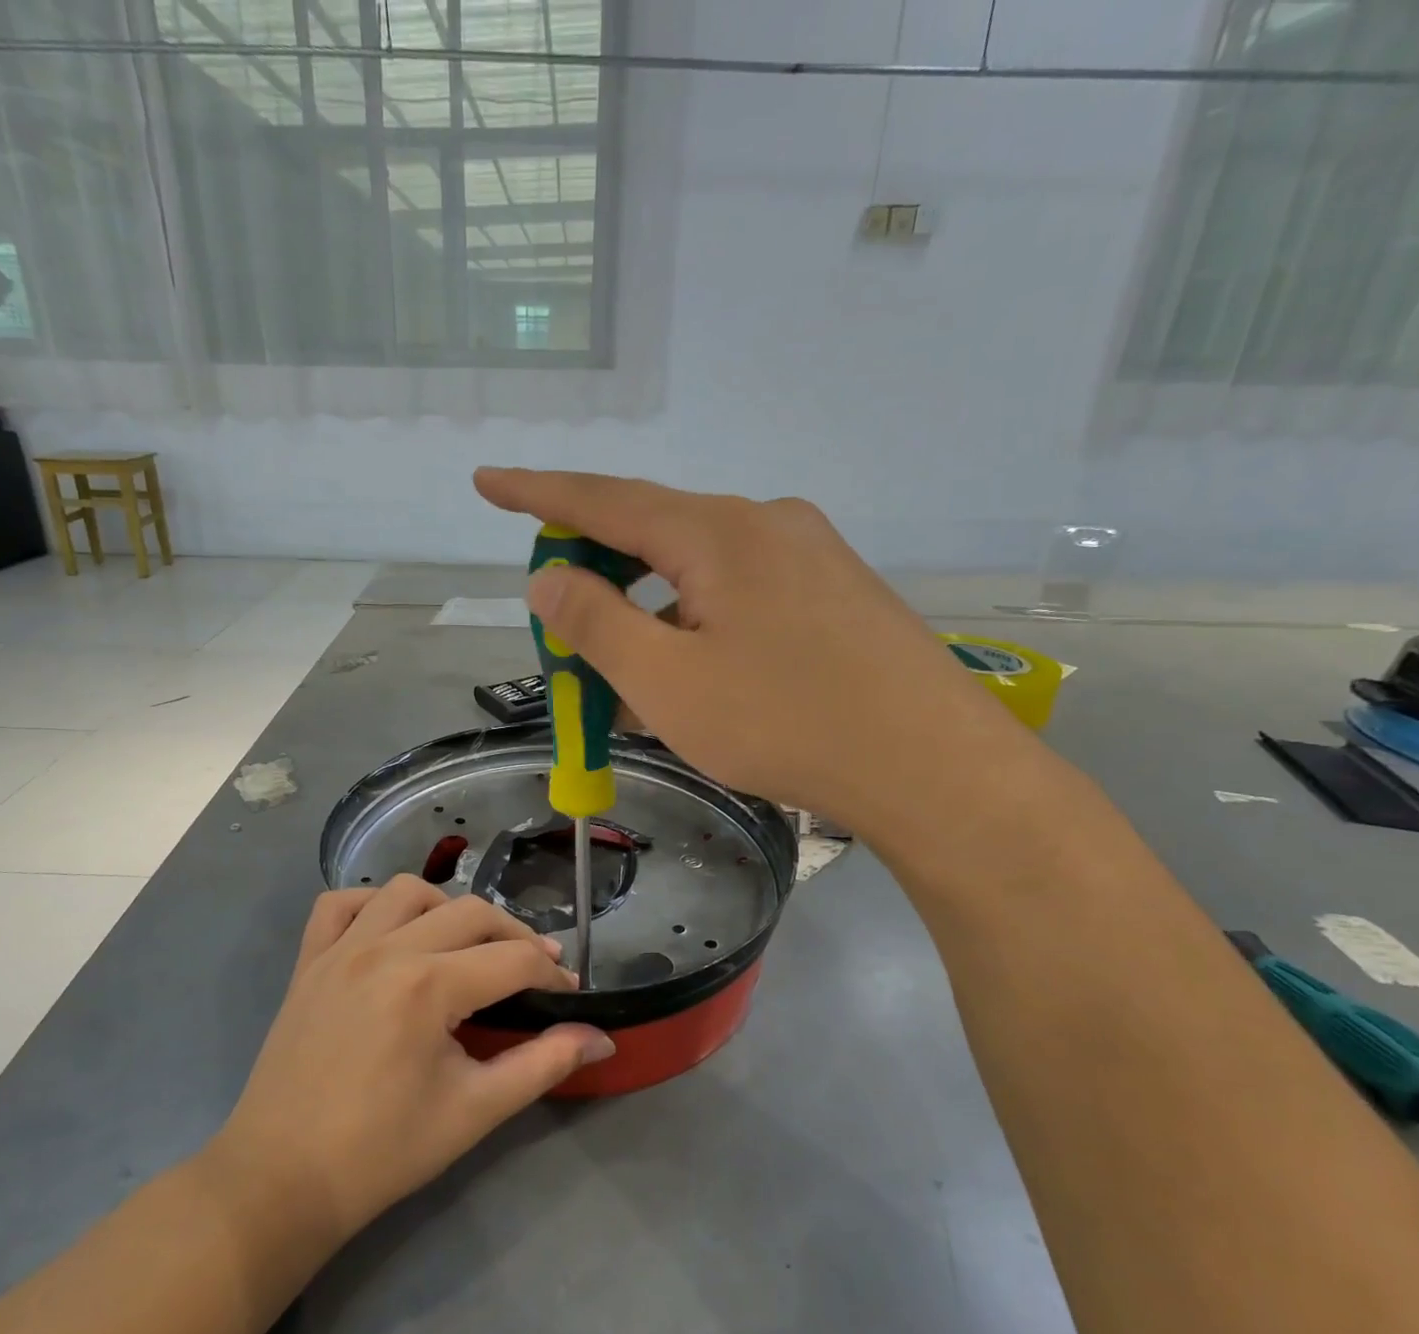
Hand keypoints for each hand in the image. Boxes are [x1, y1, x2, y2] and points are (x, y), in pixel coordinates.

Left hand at [207, 877, 614, 1244]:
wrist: (282, 1182)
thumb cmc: (383, 1152)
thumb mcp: (475, 1110)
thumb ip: (543, 1065)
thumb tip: (602, 1038)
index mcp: (429, 986)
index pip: (513, 959)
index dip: (552, 973)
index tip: (569, 993)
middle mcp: (386, 949)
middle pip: (471, 912)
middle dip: (513, 935)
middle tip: (532, 970)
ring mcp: (341, 948)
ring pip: (408, 891)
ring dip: (446, 908)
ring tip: (462, 946)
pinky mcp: (308, 960)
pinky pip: (340, 904)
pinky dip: (372, 904)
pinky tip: (392, 932)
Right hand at [474, 468, 1029, 840]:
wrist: (931, 765)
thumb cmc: (784, 723)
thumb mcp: (667, 682)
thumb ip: (597, 622)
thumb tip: (548, 575)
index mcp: (717, 532)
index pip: (605, 499)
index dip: (538, 493)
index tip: (487, 483)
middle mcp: (766, 521)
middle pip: (655, 531)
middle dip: (599, 569)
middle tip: (562, 616)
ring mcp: (811, 552)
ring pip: (701, 567)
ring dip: (654, 607)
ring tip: (633, 671)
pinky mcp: (837, 589)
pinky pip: (744, 589)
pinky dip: (700, 618)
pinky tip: (701, 669)